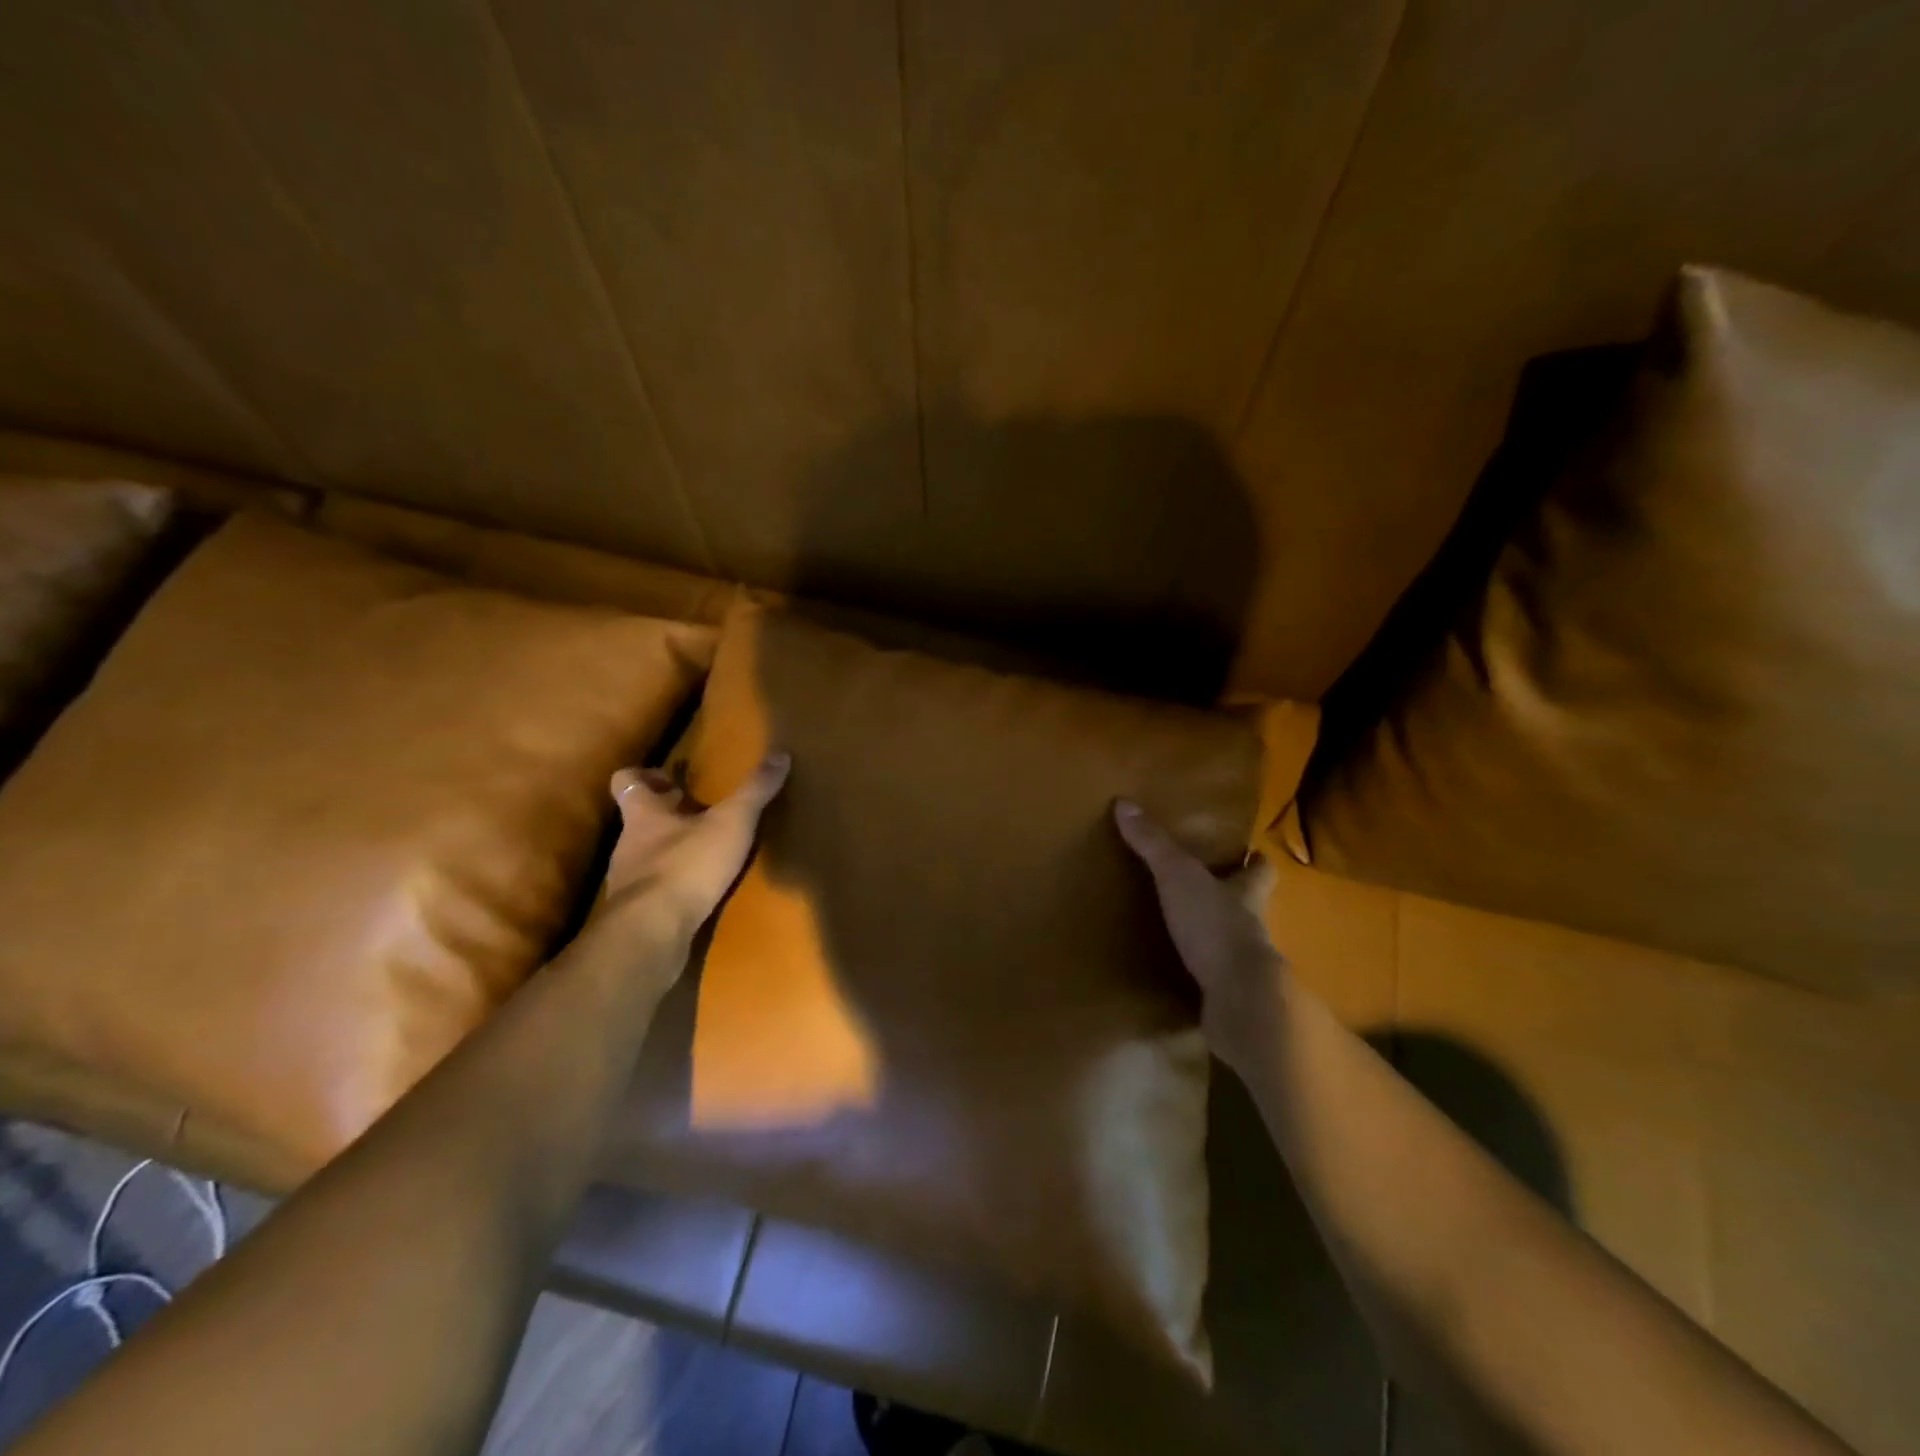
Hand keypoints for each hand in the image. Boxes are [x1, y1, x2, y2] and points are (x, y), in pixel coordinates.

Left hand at [596, 751, 790, 940]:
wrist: (651, 933)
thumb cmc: (686, 865)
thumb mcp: (731, 823)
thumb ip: (755, 791)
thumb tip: (781, 754)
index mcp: (643, 814)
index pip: (626, 781)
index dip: (645, 775)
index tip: (672, 778)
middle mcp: (628, 843)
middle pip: (640, 819)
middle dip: (668, 814)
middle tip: (699, 811)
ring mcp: (628, 880)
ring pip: (646, 854)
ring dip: (672, 850)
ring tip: (705, 852)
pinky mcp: (636, 913)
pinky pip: (654, 889)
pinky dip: (674, 883)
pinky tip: (698, 890)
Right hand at [1114, 799, 1287, 1078]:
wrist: (1238, 997)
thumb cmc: (1215, 925)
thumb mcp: (1178, 876)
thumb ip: (1154, 844)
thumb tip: (1124, 802)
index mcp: (1247, 893)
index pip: (1261, 870)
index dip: (1256, 860)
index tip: (1251, 851)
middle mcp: (1251, 926)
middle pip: (1249, 905)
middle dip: (1233, 896)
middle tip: (1207, 886)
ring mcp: (1243, 963)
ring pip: (1231, 940)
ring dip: (1213, 934)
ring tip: (1183, 927)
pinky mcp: (1228, 994)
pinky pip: (1213, 976)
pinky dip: (1199, 970)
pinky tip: (1177, 969)